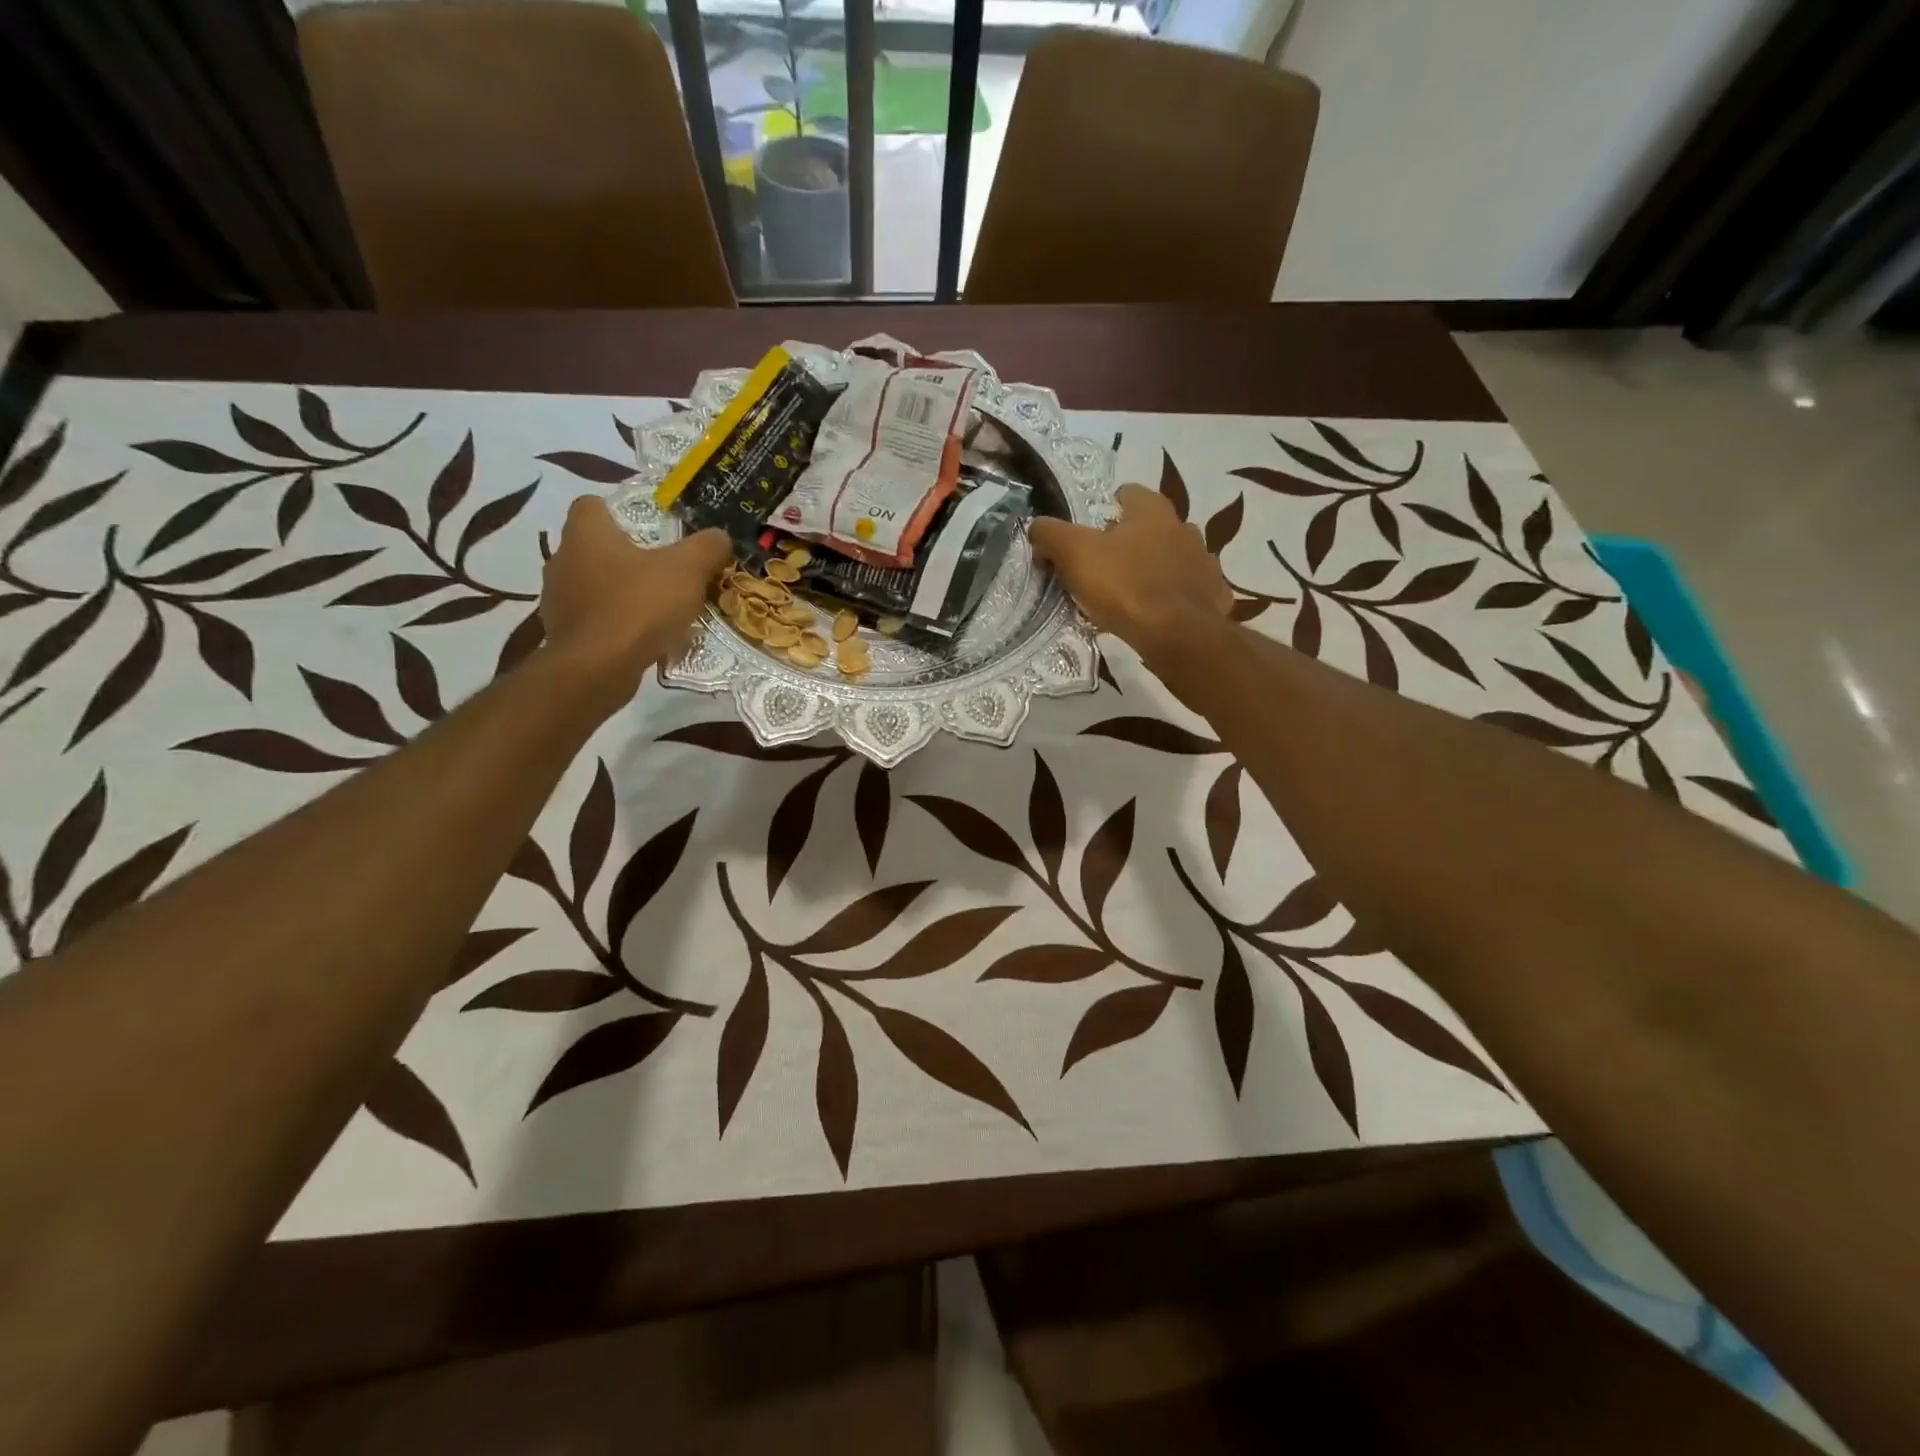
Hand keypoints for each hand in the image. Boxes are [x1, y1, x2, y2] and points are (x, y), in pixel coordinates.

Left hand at [539, 496, 730, 706]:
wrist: (598, 668)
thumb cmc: (639, 606)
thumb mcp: (688, 570)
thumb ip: (707, 547)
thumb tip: (719, 536)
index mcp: (586, 533)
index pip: (592, 504)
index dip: (620, 512)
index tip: (650, 529)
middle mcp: (562, 559)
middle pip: (596, 547)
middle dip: (627, 556)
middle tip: (663, 570)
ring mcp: (558, 599)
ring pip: (594, 584)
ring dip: (621, 592)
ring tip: (657, 608)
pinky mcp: (563, 633)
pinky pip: (594, 618)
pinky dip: (616, 623)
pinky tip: (642, 637)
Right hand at [1030, 483, 1230, 655]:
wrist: (1177, 635)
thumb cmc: (1124, 586)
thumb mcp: (1074, 555)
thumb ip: (1050, 534)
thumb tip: (1037, 528)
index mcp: (1152, 511)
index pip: (1129, 494)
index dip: (1107, 509)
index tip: (1091, 532)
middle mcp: (1184, 528)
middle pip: (1152, 528)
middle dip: (1131, 542)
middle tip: (1105, 568)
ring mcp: (1204, 562)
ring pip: (1173, 559)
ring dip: (1155, 570)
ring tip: (1132, 595)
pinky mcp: (1214, 596)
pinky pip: (1191, 591)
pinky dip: (1175, 598)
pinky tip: (1159, 615)